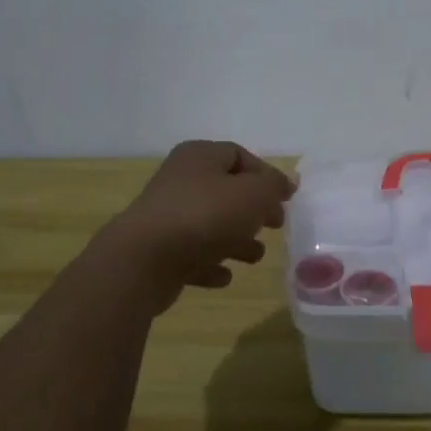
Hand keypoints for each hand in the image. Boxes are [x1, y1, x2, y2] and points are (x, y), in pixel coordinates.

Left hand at [104, 140, 294, 295]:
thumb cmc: (205, 216)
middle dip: (252, 210)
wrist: (144, 260)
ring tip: (254, 257)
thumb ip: (273, 186)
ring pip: (209, 224)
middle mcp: (180, 180)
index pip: (238, 155)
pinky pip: (191, 253)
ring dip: (235, 240)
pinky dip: (209, 262)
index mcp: (199, 157)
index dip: (265, 175)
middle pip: (225, 190)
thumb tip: (284, 183)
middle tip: (275, 226)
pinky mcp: (157, 250)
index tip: (285, 199)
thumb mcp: (253, 194)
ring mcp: (165, 216)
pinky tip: (224, 276)